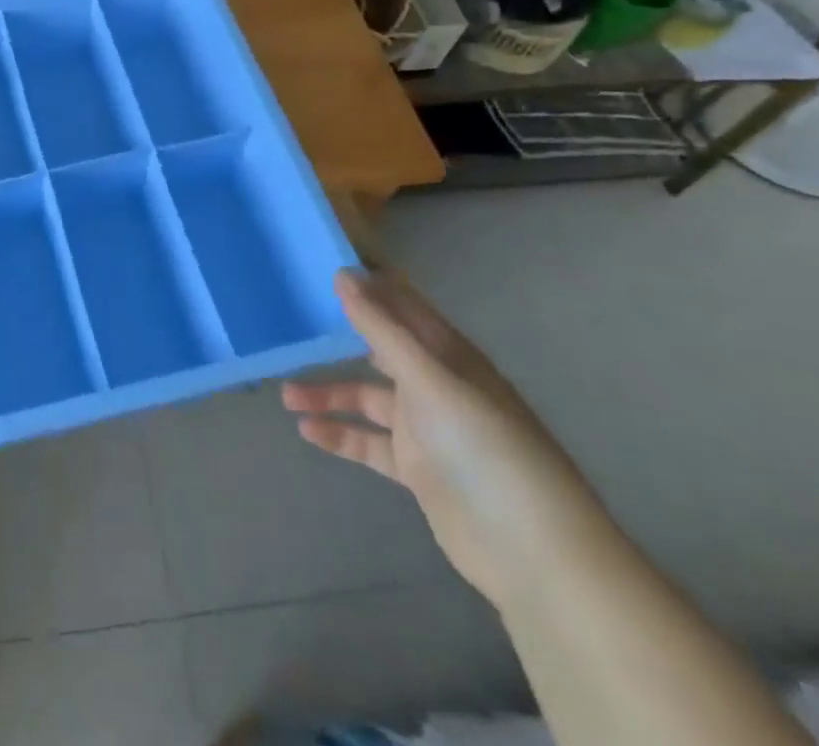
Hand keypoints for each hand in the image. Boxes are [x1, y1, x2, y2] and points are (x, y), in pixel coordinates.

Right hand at [283, 270, 610, 607]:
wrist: (533, 553)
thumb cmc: (485, 448)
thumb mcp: (431, 381)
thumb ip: (382, 330)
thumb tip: (342, 274)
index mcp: (448, 355)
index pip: (402, 306)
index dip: (367, 286)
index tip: (319, 266)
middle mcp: (435, 384)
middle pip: (378, 349)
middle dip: (338, 337)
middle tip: (291, 320)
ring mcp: (425, 428)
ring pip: (365, 398)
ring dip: (328, 394)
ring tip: (285, 394)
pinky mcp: (416, 468)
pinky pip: (367, 441)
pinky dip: (338, 434)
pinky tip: (306, 431)